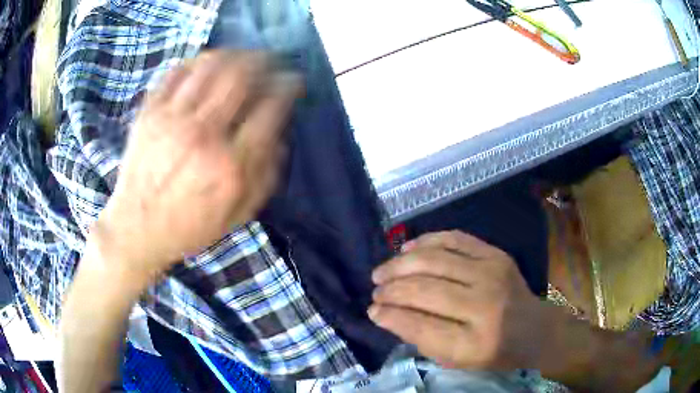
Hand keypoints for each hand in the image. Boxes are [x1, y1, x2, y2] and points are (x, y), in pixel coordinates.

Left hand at [92, 50, 299, 279]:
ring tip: (242, 56)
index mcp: (229, 165)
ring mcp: (172, 119)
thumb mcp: (237, 216)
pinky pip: (176, 71)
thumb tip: (281, 137)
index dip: (288, 87)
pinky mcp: (149, 113)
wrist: (135, 230)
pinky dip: (196, 61)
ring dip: (234, 54)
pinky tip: (206, 64)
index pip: (270, 108)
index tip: (293, 82)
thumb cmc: (188, 227)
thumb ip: (266, 177)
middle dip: (264, 61)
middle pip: (241, 76)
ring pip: (210, 66)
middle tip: (270, 61)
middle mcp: (203, 134)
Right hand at [369, 230, 555, 370]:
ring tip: (382, 272)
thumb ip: (420, 338)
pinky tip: (406, 250)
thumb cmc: (492, 352)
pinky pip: (453, 238)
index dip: (390, 316)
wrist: (534, 329)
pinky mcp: (495, 254)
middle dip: (391, 289)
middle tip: (375, 291)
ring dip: (400, 264)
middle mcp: (484, 304)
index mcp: (474, 343)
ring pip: (434, 260)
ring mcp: (492, 273)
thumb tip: (383, 314)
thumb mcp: (455, 359)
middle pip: (424, 289)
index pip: (420, 325)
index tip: (372, 311)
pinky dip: (425, 241)